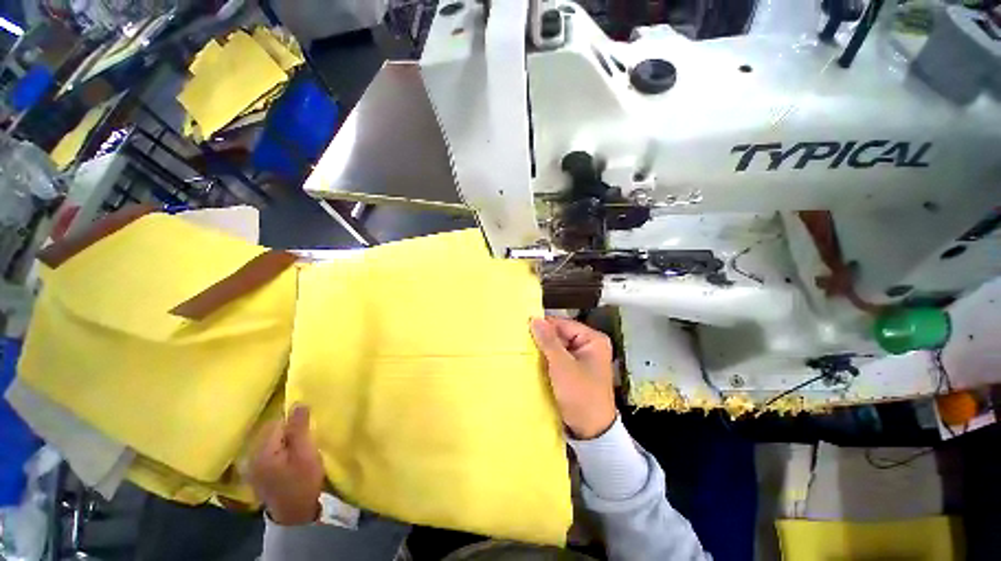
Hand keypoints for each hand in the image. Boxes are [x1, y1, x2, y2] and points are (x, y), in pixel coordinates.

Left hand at [248, 405, 325, 525]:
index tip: (308, 428)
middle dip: (288, 429)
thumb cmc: (303, 482)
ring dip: (284, 439)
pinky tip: (289, 456)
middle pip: (270, 431)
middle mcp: (250, 456)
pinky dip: (279, 448)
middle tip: (305, 437)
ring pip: (269, 440)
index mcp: (262, 451)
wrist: (295, 514)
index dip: (294, 422)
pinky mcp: (256, 472)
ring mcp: (251, 466)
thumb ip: (299, 428)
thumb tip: (297, 403)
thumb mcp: (306, 453)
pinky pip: (268, 450)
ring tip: (299, 446)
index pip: (277, 422)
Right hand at [531, 316, 615, 439]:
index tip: (523, 326)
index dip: (544, 325)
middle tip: (520, 339)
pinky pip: (558, 358)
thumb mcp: (562, 366)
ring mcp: (582, 358)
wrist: (591, 431)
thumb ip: (548, 341)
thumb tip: (535, 319)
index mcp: (593, 340)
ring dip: (543, 349)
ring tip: (523, 348)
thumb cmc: (580, 394)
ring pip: (558, 347)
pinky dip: (547, 359)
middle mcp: (589, 345)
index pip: (563, 324)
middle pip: (561, 334)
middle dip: (543, 338)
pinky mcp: (575, 370)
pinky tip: (532, 361)